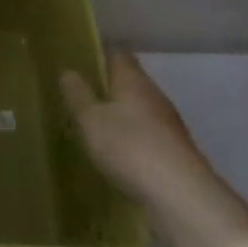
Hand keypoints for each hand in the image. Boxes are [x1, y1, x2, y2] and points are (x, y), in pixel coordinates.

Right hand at [59, 53, 247, 246]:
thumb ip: (78, 95)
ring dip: (121, 113)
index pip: (118, 54)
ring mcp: (168, 123)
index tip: (81, 60)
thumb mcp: (91, 120)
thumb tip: (68, 71)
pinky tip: (117, 152)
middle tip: (82, 94)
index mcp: (133, 80)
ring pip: (140, 108)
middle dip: (109, 86)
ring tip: (96, 124)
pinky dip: (132, 137)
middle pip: (131, 81)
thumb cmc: (129, 146)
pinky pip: (147, 134)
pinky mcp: (174, 149)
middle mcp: (154, 95)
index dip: (100, 54)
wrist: (179, 192)